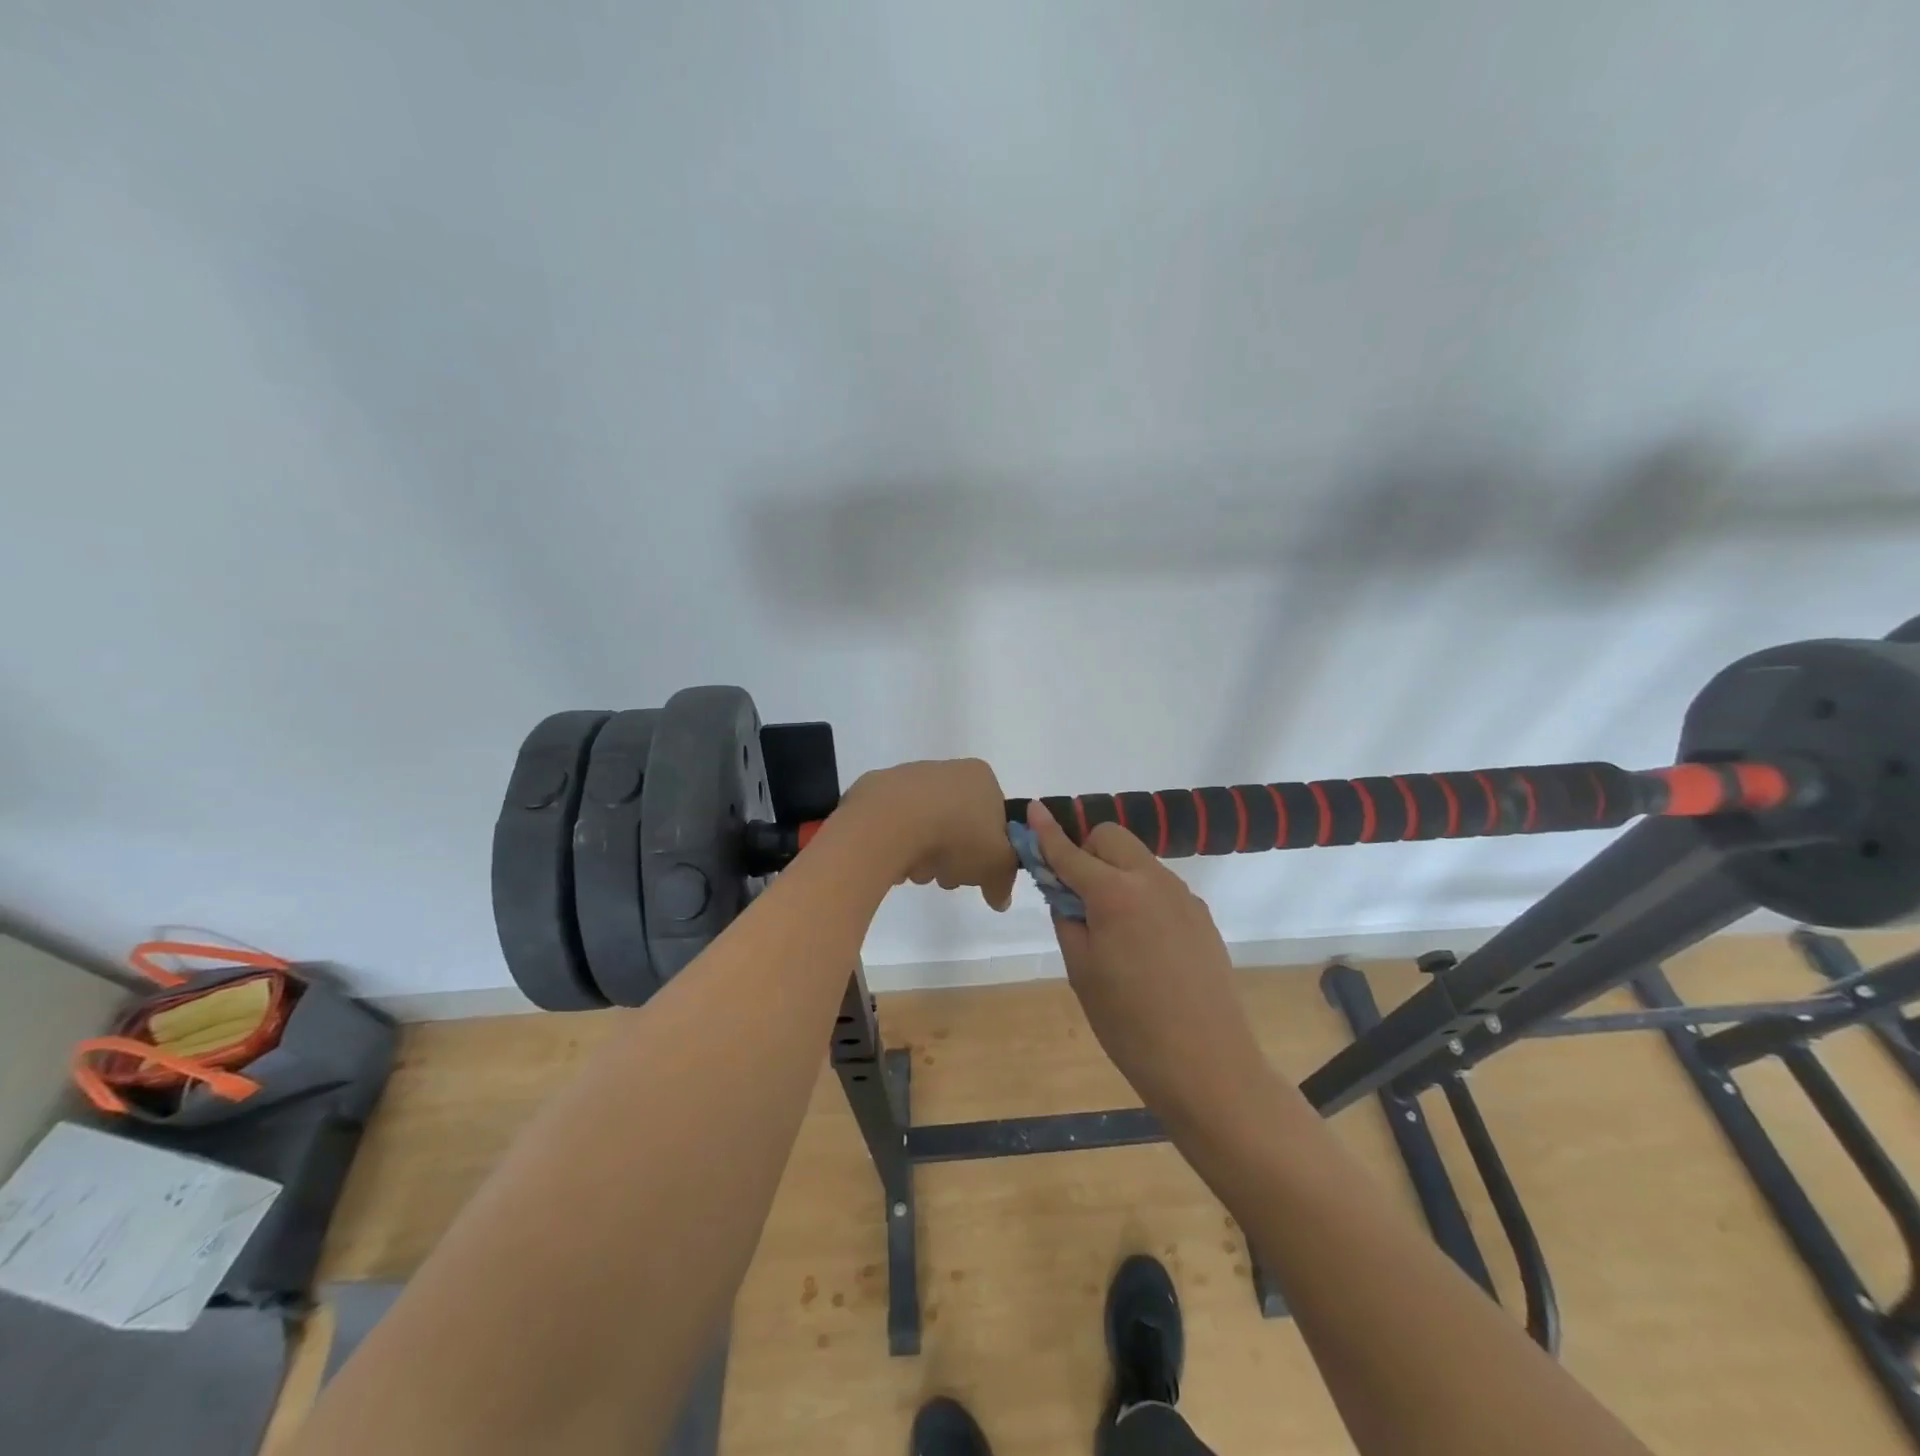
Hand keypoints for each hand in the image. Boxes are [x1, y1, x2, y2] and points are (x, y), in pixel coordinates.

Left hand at [838, 760, 1018, 910]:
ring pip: (926, 830)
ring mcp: (908, 779)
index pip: (993, 817)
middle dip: (954, 857)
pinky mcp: (876, 793)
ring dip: (925, 858)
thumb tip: (1000, 898)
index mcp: (981, 777)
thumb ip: (1004, 881)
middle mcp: (946, 770)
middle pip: (958, 826)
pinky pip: (895, 828)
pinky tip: (894, 861)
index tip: (977, 870)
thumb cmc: (955, 835)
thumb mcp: (996, 865)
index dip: (988, 850)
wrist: (890, 823)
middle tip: (947, 876)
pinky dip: (897, 848)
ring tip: (917, 871)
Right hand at [1026, 801, 1268, 1118]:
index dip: (1047, 832)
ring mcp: (1183, 897)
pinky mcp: (1201, 916)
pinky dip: (1140, 896)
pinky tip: (1144, 945)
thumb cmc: (1129, 1024)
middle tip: (1077, 896)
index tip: (1032, 809)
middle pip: (1111, 838)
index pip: (1071, 852)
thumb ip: (1068, 919)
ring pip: (1138, 861)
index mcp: (1115, 894)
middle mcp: (1152, 881)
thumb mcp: (1081, 971)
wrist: (1206, 1065)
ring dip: (1115, 874)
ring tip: (1112, 929)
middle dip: (1087, 852)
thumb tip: (1064, 892)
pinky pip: (1160, 888)